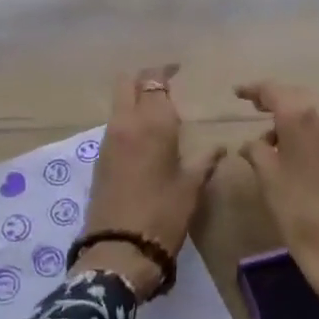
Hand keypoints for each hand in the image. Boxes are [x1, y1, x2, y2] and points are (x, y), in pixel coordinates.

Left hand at [75, 64, 225, 300]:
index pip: (153, 81)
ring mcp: (108, 141)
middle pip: (126, 83)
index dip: (164, 71)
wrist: (120, 249)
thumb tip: (219, 147)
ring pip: (118, 104)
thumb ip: (204, 160)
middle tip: (164, 84)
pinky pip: (114, 125)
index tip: (178, 70)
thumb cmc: (163, 214)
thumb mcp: (191, 187)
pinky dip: (127, 120)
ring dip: (134, 99)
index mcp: (152, 124)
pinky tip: (144, 138)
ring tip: (157, 113)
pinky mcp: (99, 159)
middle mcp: (125, 124)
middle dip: (143, 78)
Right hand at [236, 82, 318, 318]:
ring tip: (279, 138)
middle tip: (258, 110)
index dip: (254, 90)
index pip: (274, 90)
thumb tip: (255, 142)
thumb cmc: (302, 214)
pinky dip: (317, 134)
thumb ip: (257, 151)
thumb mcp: (269, 180)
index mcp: (303, 115)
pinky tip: (305, 153)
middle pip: (300, 98)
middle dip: (279, 103)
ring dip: (300, 120)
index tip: (238, 93)